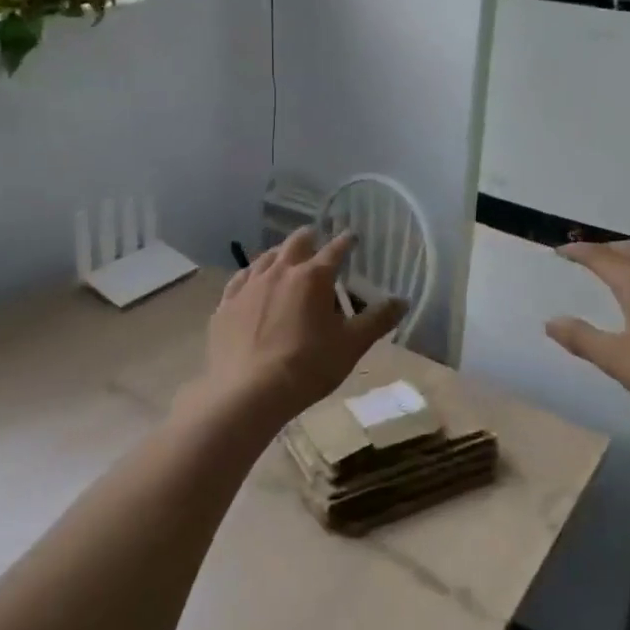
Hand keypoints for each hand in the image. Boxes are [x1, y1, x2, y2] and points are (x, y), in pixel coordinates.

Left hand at [200, 226, 406, 424]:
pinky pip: (240, 279)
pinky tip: (252, 280)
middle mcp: (279, 272)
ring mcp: (249, 286)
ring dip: (280, 253)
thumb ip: (377, 320)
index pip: (335, 250)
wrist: (248, 393)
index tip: (352, 237)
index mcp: (313, 277)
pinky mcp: (226, 305)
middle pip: (296, 243)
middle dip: (310, 238)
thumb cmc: (308, 367)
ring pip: (266, 257)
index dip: (346, 242)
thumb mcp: (351, 346)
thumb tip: (403, 301)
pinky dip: (252, 274)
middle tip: (317, 239)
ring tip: (286, 256)